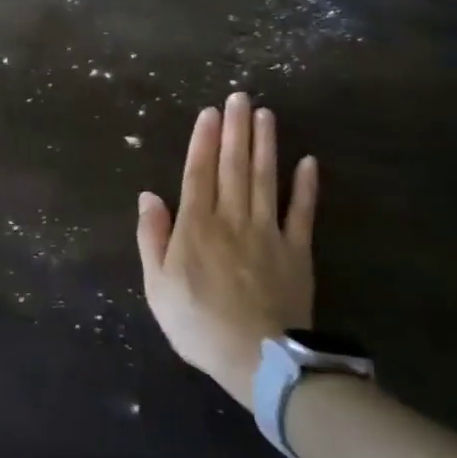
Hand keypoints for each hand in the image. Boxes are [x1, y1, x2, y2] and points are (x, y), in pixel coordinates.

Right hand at [136, 93, 316, 409]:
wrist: (258, 360)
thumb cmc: (198, 323)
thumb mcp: (156, 285)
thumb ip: (153, 237)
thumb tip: (148, 195)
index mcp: (196, 226)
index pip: (199, 172)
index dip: (203, 140)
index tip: (209, 112)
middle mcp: (232, 218)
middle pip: (234, 166)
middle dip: (235, 129)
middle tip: (239, 97)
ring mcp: (268, 233)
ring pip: (266, 179)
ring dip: (265, 145)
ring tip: (266, 114)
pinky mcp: (297, 251)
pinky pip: (302, 213)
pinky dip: (306, 187)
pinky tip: (308, 161)